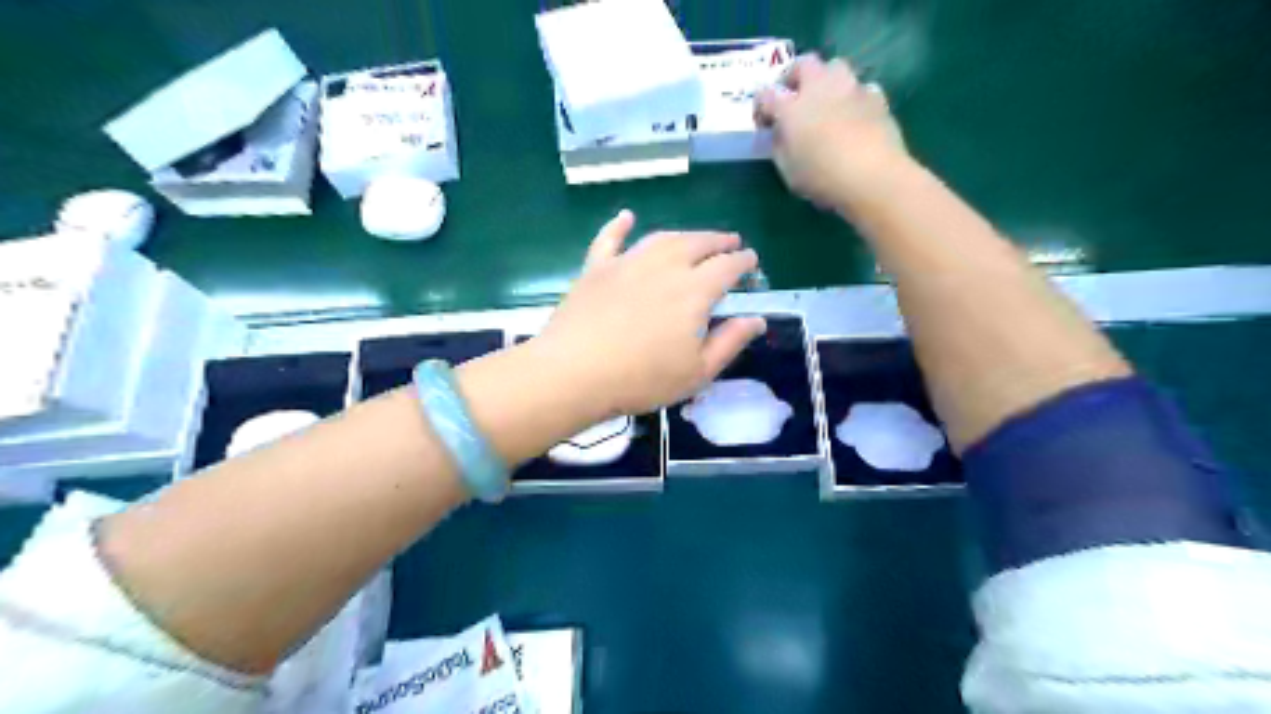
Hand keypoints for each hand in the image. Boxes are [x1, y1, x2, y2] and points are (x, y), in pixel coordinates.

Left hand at [532, 211, 764, 415]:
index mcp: (694, 291)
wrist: (575, 372)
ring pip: (661, 238)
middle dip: (718, 240)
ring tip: (695, 239)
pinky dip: (619, 225)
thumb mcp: (697, 371)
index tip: (751, 259)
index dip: (743, 261)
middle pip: (697, 244)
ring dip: (684, 234)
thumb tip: (756, 319)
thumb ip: (730, 342)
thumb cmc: (642, 379)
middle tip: (730, 241)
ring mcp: (627, 263)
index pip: (727, 266)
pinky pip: (610, 238)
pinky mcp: (596, 268)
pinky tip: (627, 217)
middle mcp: (664, 266)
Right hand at [759, 52, 909, 209]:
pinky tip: (854, 117)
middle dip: (795, 77)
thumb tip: (782, 134)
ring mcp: (850, 88)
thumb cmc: (823, 179)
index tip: (765, 123)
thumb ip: (781, 147)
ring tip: (827, 104)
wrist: (873, 177)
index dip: (762, 107)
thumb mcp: (788, 171)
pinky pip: (861, 88)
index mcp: (791, 108)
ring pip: (835, 67)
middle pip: (804, 64)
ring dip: (827, 81)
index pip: (766, 95)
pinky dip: (853, 98)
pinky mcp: (876, 97)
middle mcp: (819, 88)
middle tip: (794, 99)